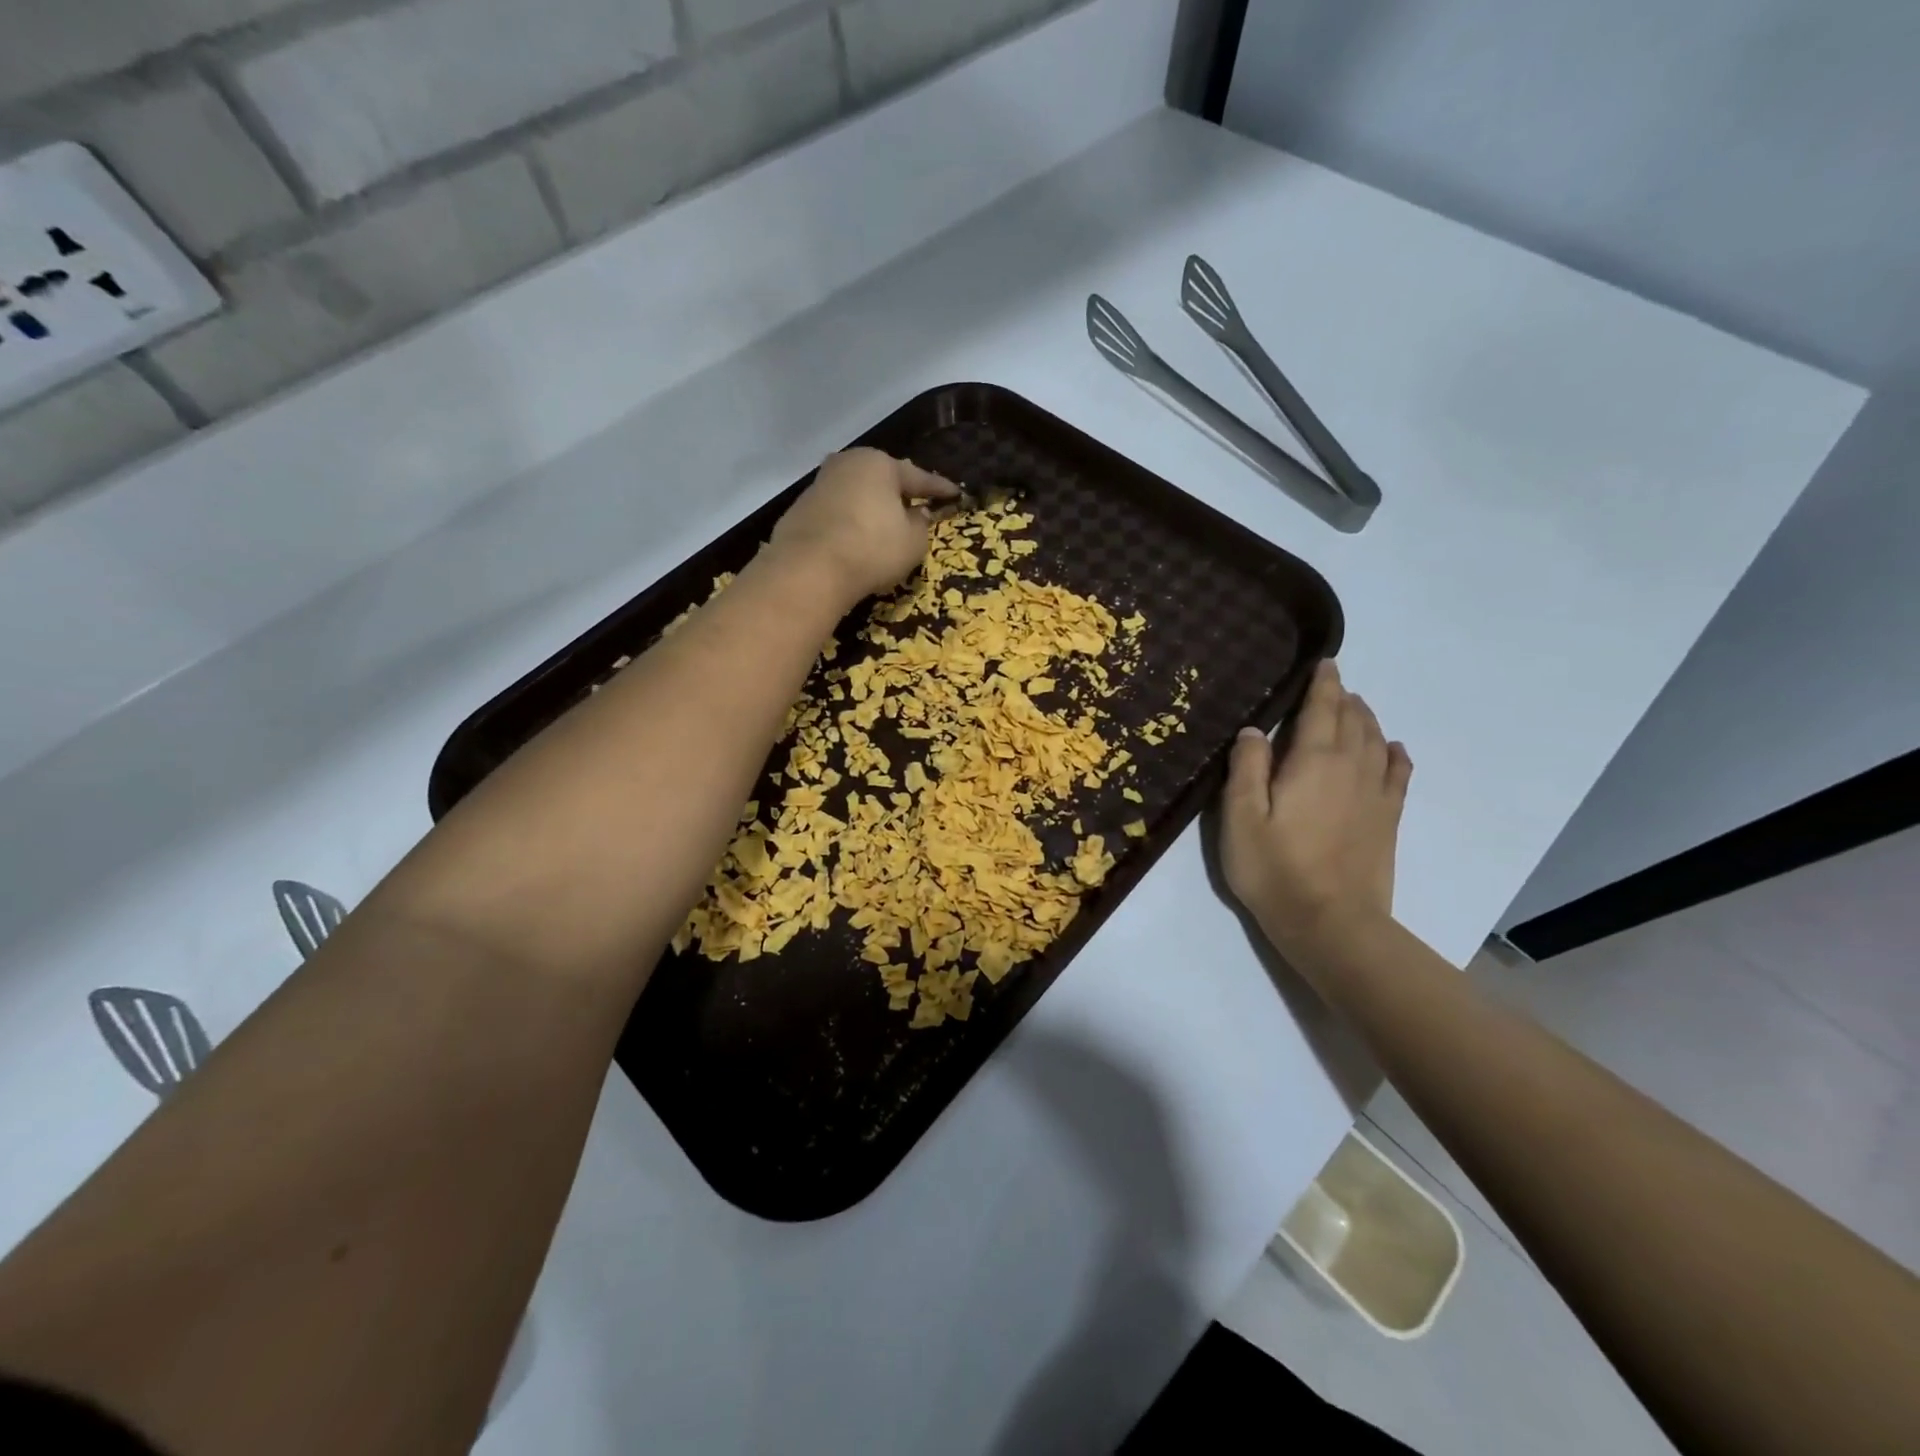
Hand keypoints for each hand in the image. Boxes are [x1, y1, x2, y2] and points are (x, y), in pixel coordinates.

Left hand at [770, 449, 959, 605]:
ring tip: (886, 525)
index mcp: (879, 464)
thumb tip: (916, 513)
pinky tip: (858, 540)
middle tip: (917, 503)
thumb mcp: (913, 542)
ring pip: (857, 494)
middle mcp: (847, 464)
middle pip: (882, 480)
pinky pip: (838, 514)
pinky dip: (851, 523)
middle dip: (900, 493)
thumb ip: (920, 524)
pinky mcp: (800, 510)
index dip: (940, 489)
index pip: (919, 477)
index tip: (956, 494)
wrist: (808, 569)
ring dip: (873, 508)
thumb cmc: (872, 548)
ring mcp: (820, 485)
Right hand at [1221, 661, 1412, 974]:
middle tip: (1332, 684)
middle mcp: (1351, 767)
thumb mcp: (1241, 817)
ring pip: (1376, 740)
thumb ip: (1246, 768)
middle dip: (1343, 697)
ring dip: (1366, 718)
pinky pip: (1398, 773)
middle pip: (1353, 720)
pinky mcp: (1387, 819)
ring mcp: (1375, 794)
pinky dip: (1395, 754)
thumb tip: (1254, 729)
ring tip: (1355, 707)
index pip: (1322, 709)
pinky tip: (1393, 748)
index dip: (1323, 683)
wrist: (1331, 923)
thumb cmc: (1274, 868)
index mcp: (1313, 761)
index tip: (1324, 662)